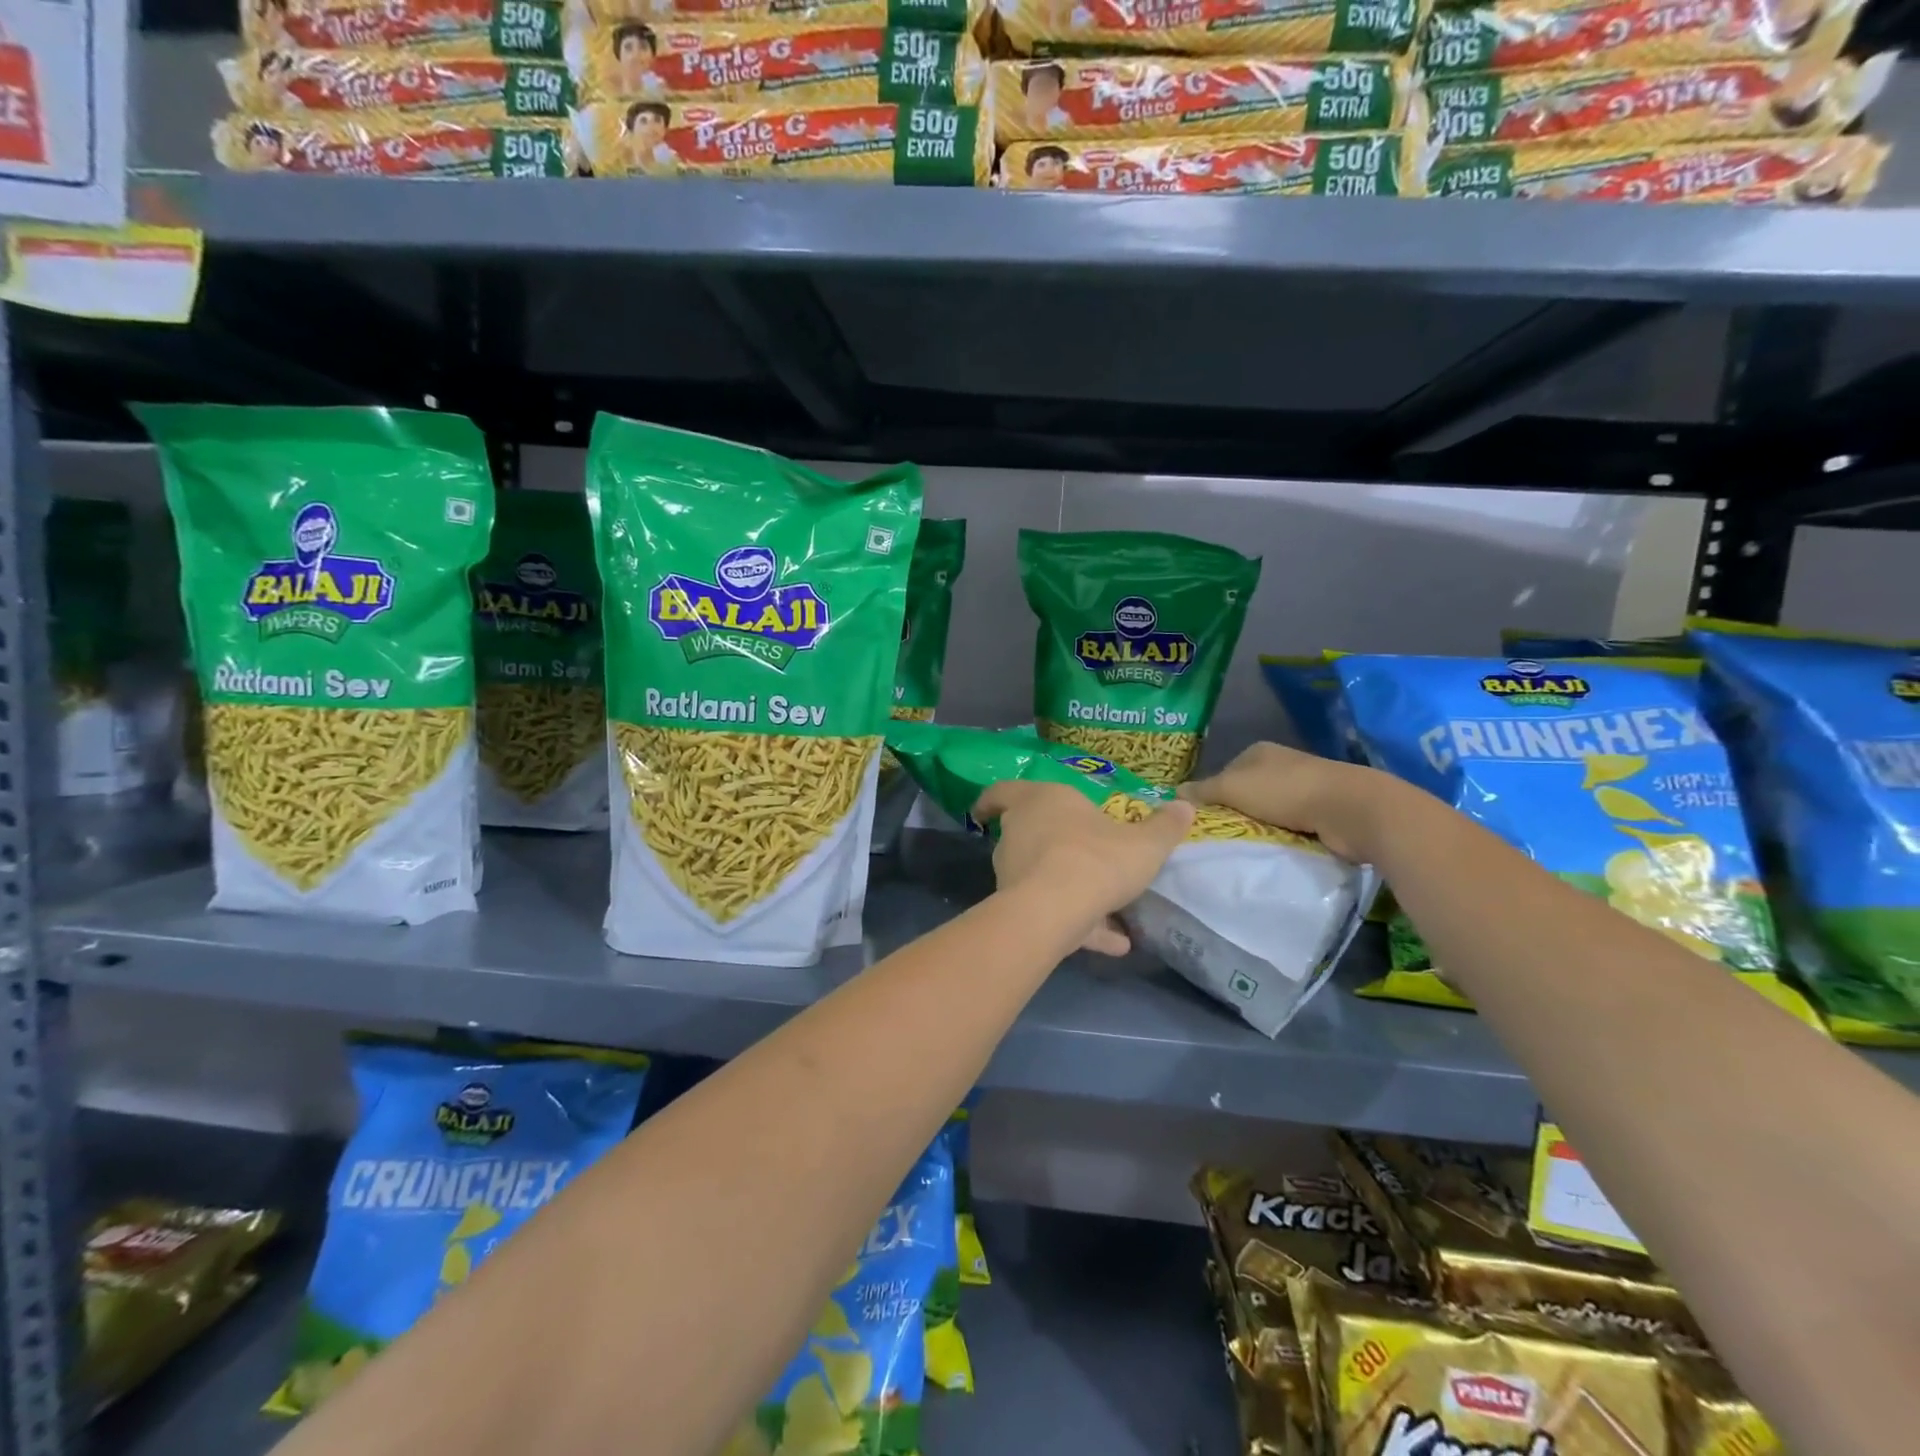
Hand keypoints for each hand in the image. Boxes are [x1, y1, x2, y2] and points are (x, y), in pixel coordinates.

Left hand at [972, 781, 1193, 955]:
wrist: (1056, 908)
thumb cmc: (1097, 858)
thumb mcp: (1145, 843)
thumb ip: (1165, 827)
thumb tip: (1186, 806)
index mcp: (1041, 801)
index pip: (1003, 791)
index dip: (994, 799)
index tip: (988, 809)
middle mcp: (1019, 831)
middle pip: (1021, 833)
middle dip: (1044, 844)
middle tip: (1075, 853)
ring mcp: (1012, 871)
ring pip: (1037, 875)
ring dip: (1067, 888)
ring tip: (1109, 909)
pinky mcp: (1017, 908)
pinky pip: (1051, 912)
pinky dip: (1079, 926)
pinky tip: (1116, 944)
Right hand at [1179, 743, 1396, 862]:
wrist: (1349, 809)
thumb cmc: (1285, 791)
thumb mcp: (1233, 788)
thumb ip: (1203, 791)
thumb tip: (1175, 793)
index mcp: (1259, 751)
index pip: (1224, 772)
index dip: (1212, 795)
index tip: (1205, 819)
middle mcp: (1282, 765)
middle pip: (1247, 792)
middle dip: (1236, 813)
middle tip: (1221, 837)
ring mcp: (1305, 787)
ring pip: (1269, 811)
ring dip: (1260, 828)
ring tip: (1246, 847)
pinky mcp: (1323, 811)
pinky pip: (1292, 826)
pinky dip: (1283, 837)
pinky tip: (1275, 850)